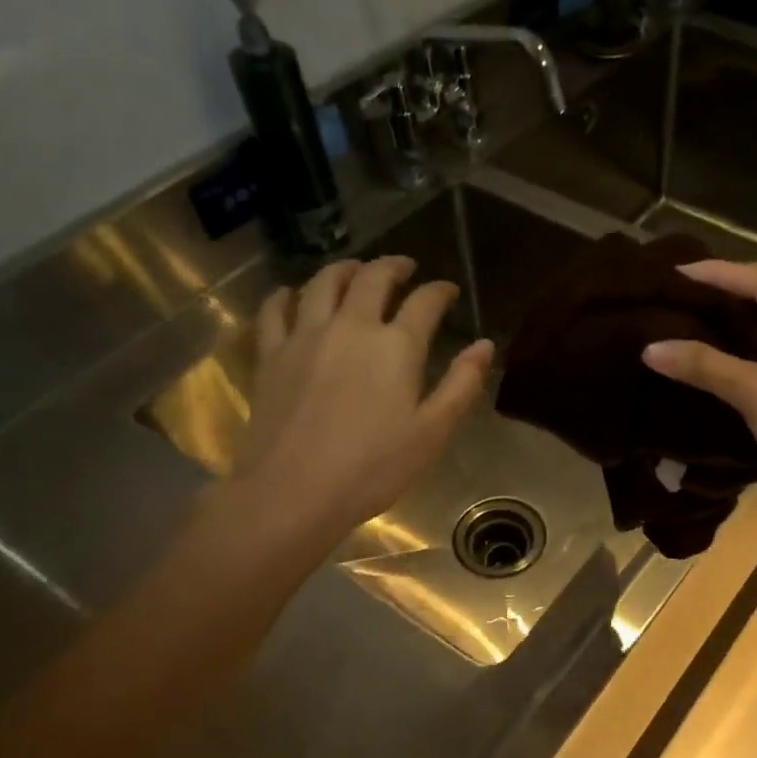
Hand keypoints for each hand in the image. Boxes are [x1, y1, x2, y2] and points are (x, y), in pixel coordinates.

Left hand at [219, 255, 492, 557]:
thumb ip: (461, 385)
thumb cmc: (373, 468)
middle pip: (372, 279)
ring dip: (344, 269)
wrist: (295, 491)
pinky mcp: (271, 354)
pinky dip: (286, 295)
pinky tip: (292, 295)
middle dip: (393, 267)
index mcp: (396, 346)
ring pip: (323, 282)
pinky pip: (274, 309)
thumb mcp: (431, 432)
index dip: (440, 291)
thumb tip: (485, 345)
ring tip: (355, 271)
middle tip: (405, 268)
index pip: (424, 303)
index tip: (448, 291)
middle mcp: (351, 327)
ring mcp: (305, 336)